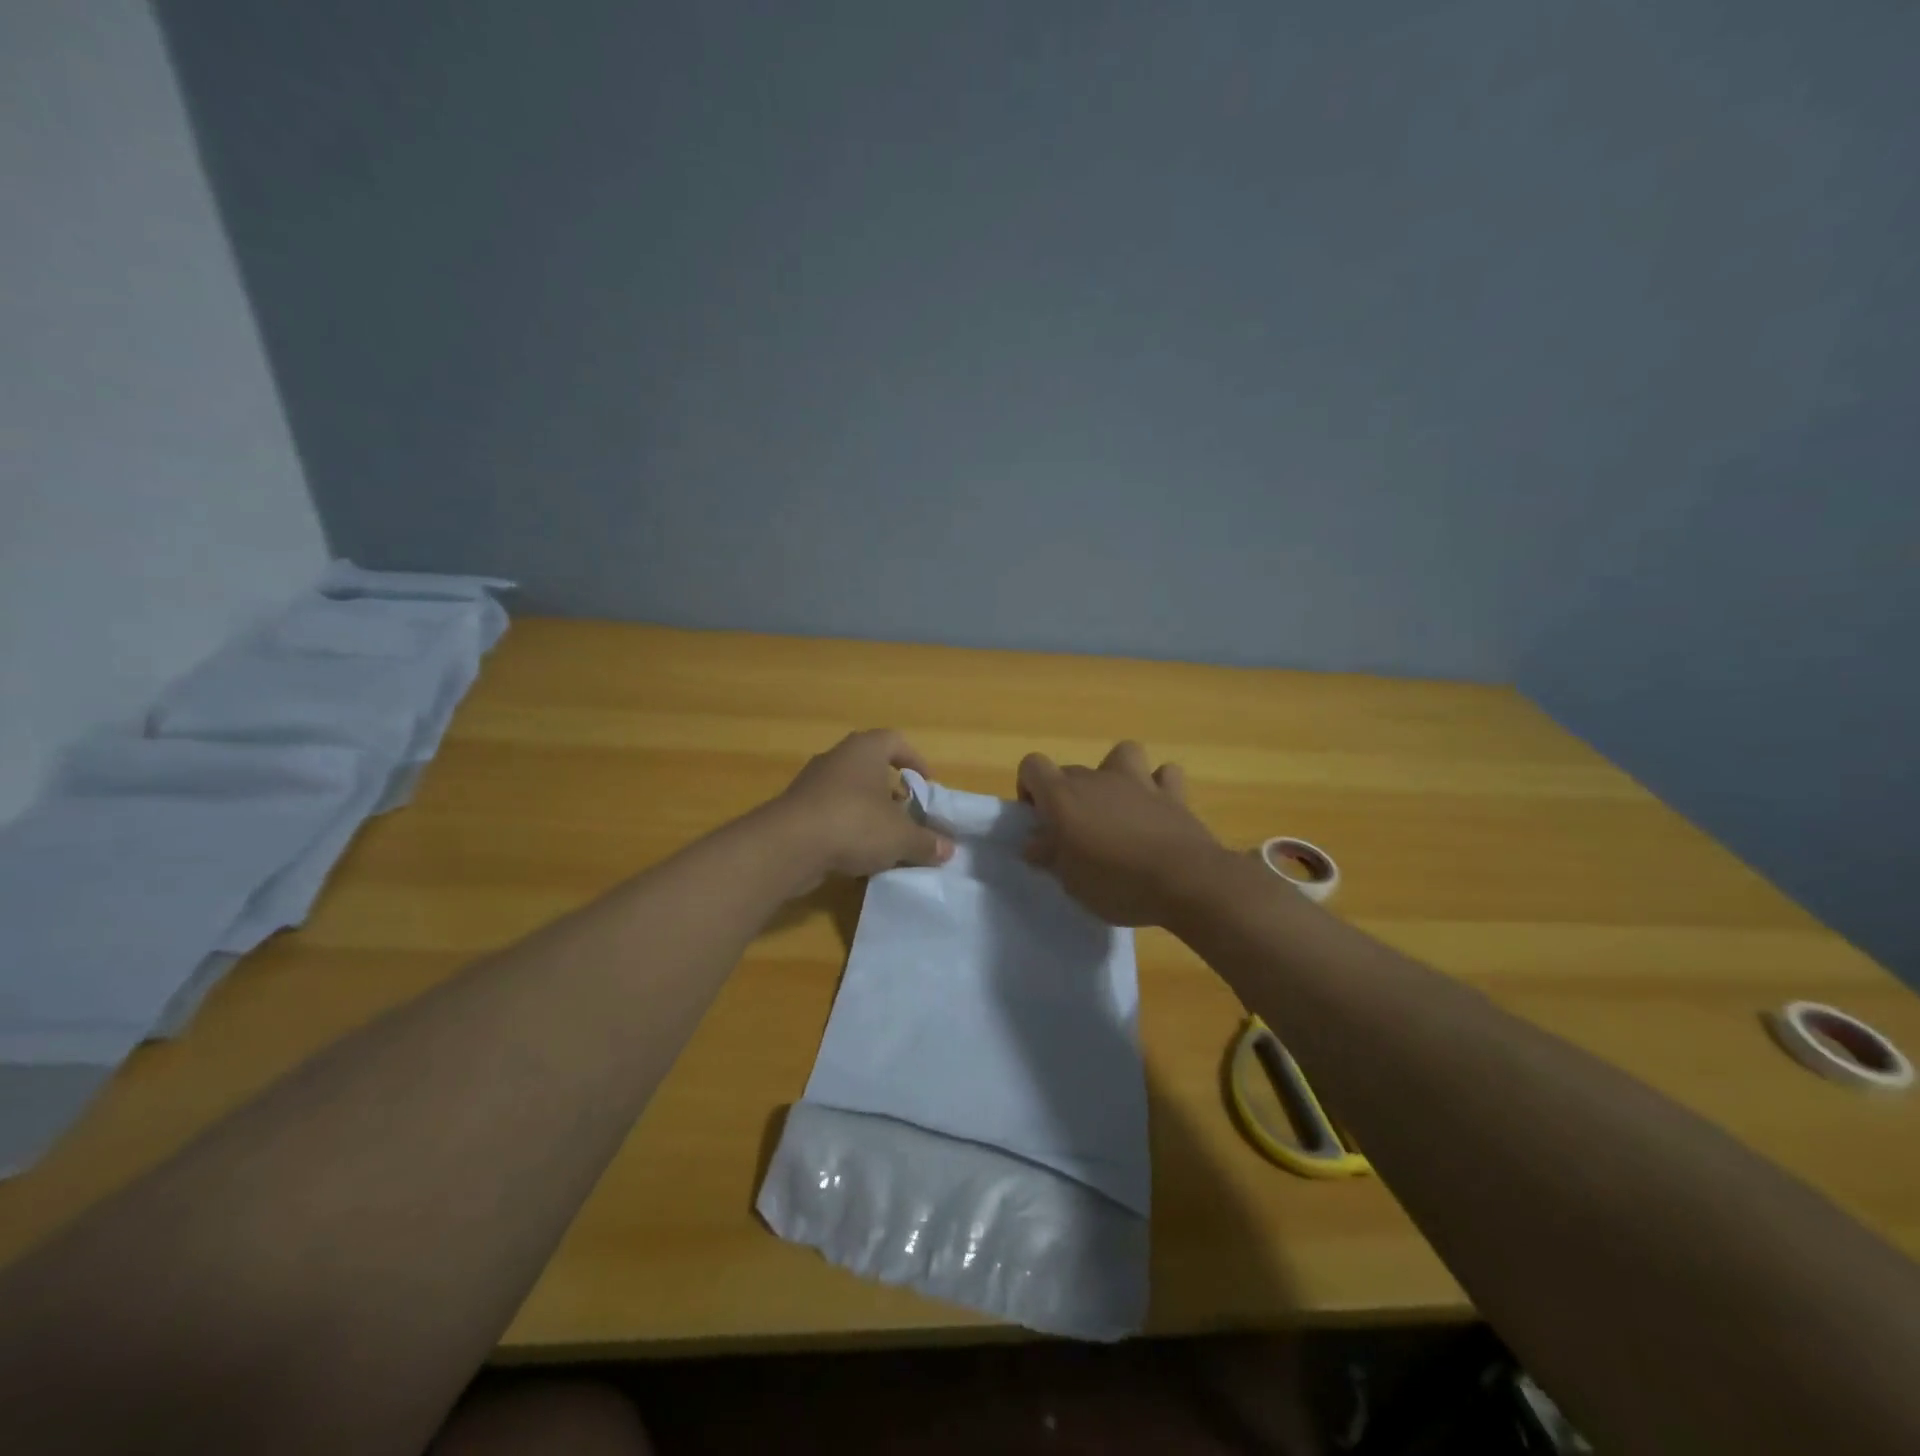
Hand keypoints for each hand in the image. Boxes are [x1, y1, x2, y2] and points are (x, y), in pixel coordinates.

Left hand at [770, 729, 953, 884]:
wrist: (788, 846)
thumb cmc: (854, 824)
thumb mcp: (901, 837)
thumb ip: (927, 842)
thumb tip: (948, 849)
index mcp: (865, 749)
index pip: (895, 741)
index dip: (915, 760)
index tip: (926, 785)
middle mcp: (837, 758)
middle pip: (871, 767)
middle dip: (892, 790)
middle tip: (908, 814)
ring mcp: (812, 782)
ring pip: (850, 791)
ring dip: (869, 811)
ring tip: (885, 838)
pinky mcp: (796, 809)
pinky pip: (830, 812)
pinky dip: (846, 827)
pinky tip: (857, 853)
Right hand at [1018, 741, 1228, 926]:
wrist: (1184, 881)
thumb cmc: (1116, 884)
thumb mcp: (1070, 880)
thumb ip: (1049, 855)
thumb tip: (1035, 842)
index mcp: (1064, 796)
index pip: (1032, 766)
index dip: (1030, 788)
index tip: (1040, 820)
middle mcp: (1098, 779)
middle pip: (1071, 771)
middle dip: (1068, 796)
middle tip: (1076, 835)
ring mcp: (1138, 782)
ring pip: (1121, 754)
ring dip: (1116, 775)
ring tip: (1118, 807)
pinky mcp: (1173, 794)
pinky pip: (1164, 774)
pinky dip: (1159, 786)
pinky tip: (1156, 808)